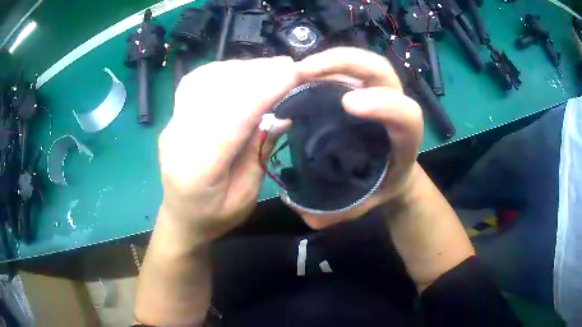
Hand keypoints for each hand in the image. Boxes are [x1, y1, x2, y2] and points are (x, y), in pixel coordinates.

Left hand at [158, 57, 297, 242]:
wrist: (180, 217)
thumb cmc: (214, 217)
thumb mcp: (245, 197)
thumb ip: (259, 153)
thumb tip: (281, 115)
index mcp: (197, 169)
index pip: (232, 118)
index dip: (264, 92)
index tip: (294, 75)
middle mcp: (178, 139)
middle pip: (217, 93)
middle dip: (256, 74)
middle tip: (289, 66)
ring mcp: (172, 124)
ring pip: (205, 80)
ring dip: (241, 68)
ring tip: (271, 66)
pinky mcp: (174, 115)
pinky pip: (196, 81)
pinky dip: (223, 70)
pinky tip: (242, 71)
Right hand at [283, 47, 423, 228]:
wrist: (394, 173)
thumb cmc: (382, 186)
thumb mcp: (364, 204)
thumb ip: (338, 213)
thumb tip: (305, 213)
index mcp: (404, 141)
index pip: (407, 116)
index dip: (385, 105)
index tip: (348, 104)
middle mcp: (393, 108)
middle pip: (381, 71)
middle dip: (346, 63)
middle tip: (304, 72)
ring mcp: (377, 93)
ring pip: (363, 63)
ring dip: (330, 61)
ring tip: (296, 72)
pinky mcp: (362, 89)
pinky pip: (346, 69)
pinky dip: (324, 67)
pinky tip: (300, 77)